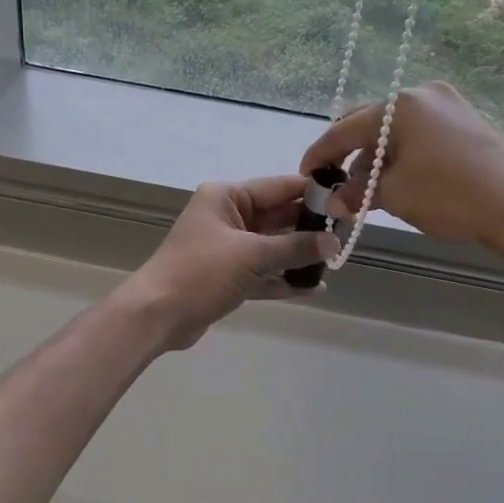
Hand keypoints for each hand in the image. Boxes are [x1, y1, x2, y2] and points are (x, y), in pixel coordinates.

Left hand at [120, 176, 337, 350]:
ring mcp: (226, 249)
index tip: (346, 199)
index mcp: (226, 197)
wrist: (156, 315)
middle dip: (309, 227)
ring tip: (336, 261)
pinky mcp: (226, 277)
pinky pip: (262, 273)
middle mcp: (227, 217)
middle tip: (346, 235)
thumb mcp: (251, 255)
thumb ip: (294, 247)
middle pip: (277, 216)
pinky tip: (313, 288)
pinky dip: (283, 280)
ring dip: (299, 255)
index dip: (311, 193)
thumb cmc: (200, 272)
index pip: (278, 187)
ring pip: (272, 247)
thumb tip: (333, 243)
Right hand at [300, 82, 503, 246]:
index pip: (345, 129)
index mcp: (399, 106)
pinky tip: (398, 177)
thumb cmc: (448, 195)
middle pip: (369, 122)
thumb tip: (334, 200)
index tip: (305, 173)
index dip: (320, 153)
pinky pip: (418, 132)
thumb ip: (357, 192)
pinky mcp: (464, 119)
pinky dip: (401, 152)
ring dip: (376, 155)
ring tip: (369, 188)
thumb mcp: (394, 195)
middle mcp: (420, 94)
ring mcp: (446, 104)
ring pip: (394, 128)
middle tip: (337, 183)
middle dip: (349, 154)